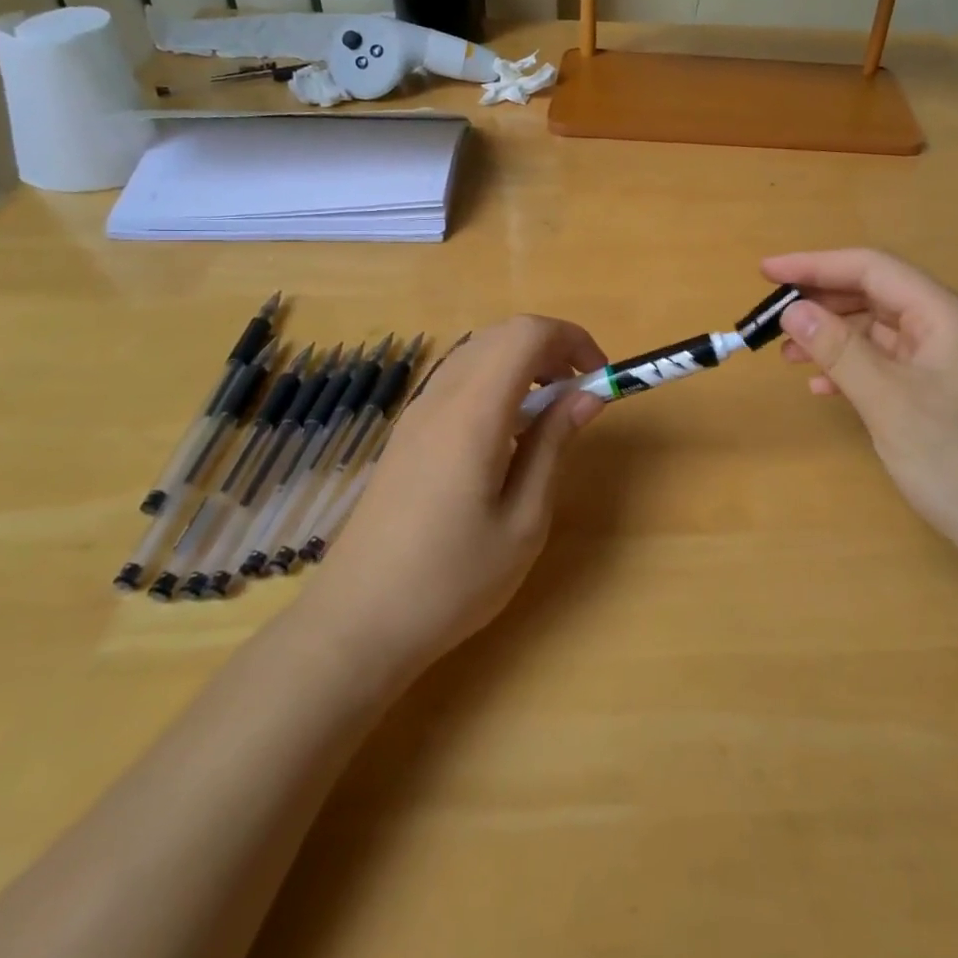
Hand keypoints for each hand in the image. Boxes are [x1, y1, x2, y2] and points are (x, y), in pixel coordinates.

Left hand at [310, 316, 605, 678]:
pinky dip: (495, 382)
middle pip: (502, 335)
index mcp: (473, 413)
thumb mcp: (524, 520)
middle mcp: (441, 398)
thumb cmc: (452, 580)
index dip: (572, 339)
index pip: (526, 334)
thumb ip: (554, 445)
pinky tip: (507, 434)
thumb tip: (588, 395)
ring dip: (522, 363)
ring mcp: (417, 413)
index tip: (600, 377)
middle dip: (551, 348)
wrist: (357, 623)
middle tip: (579, 394)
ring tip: (548, 414)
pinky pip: (458, 379)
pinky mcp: (407, 433)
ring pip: (478, 352)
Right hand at [761, 249, 957, 556]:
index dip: (815, 265)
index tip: (766, 271)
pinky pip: (890, 366)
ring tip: (787, 355)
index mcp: (945, 315)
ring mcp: (949, 363)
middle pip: (876, 295)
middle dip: (822, 302)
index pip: (872, 268)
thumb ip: (839, 349)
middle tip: (771, 317)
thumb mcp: (888, 401)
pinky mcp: (945, 395)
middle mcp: (949, 329)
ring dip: (834, 338)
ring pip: (880, 332)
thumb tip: (793, 310)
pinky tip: (824, 389)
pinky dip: (854, 370)